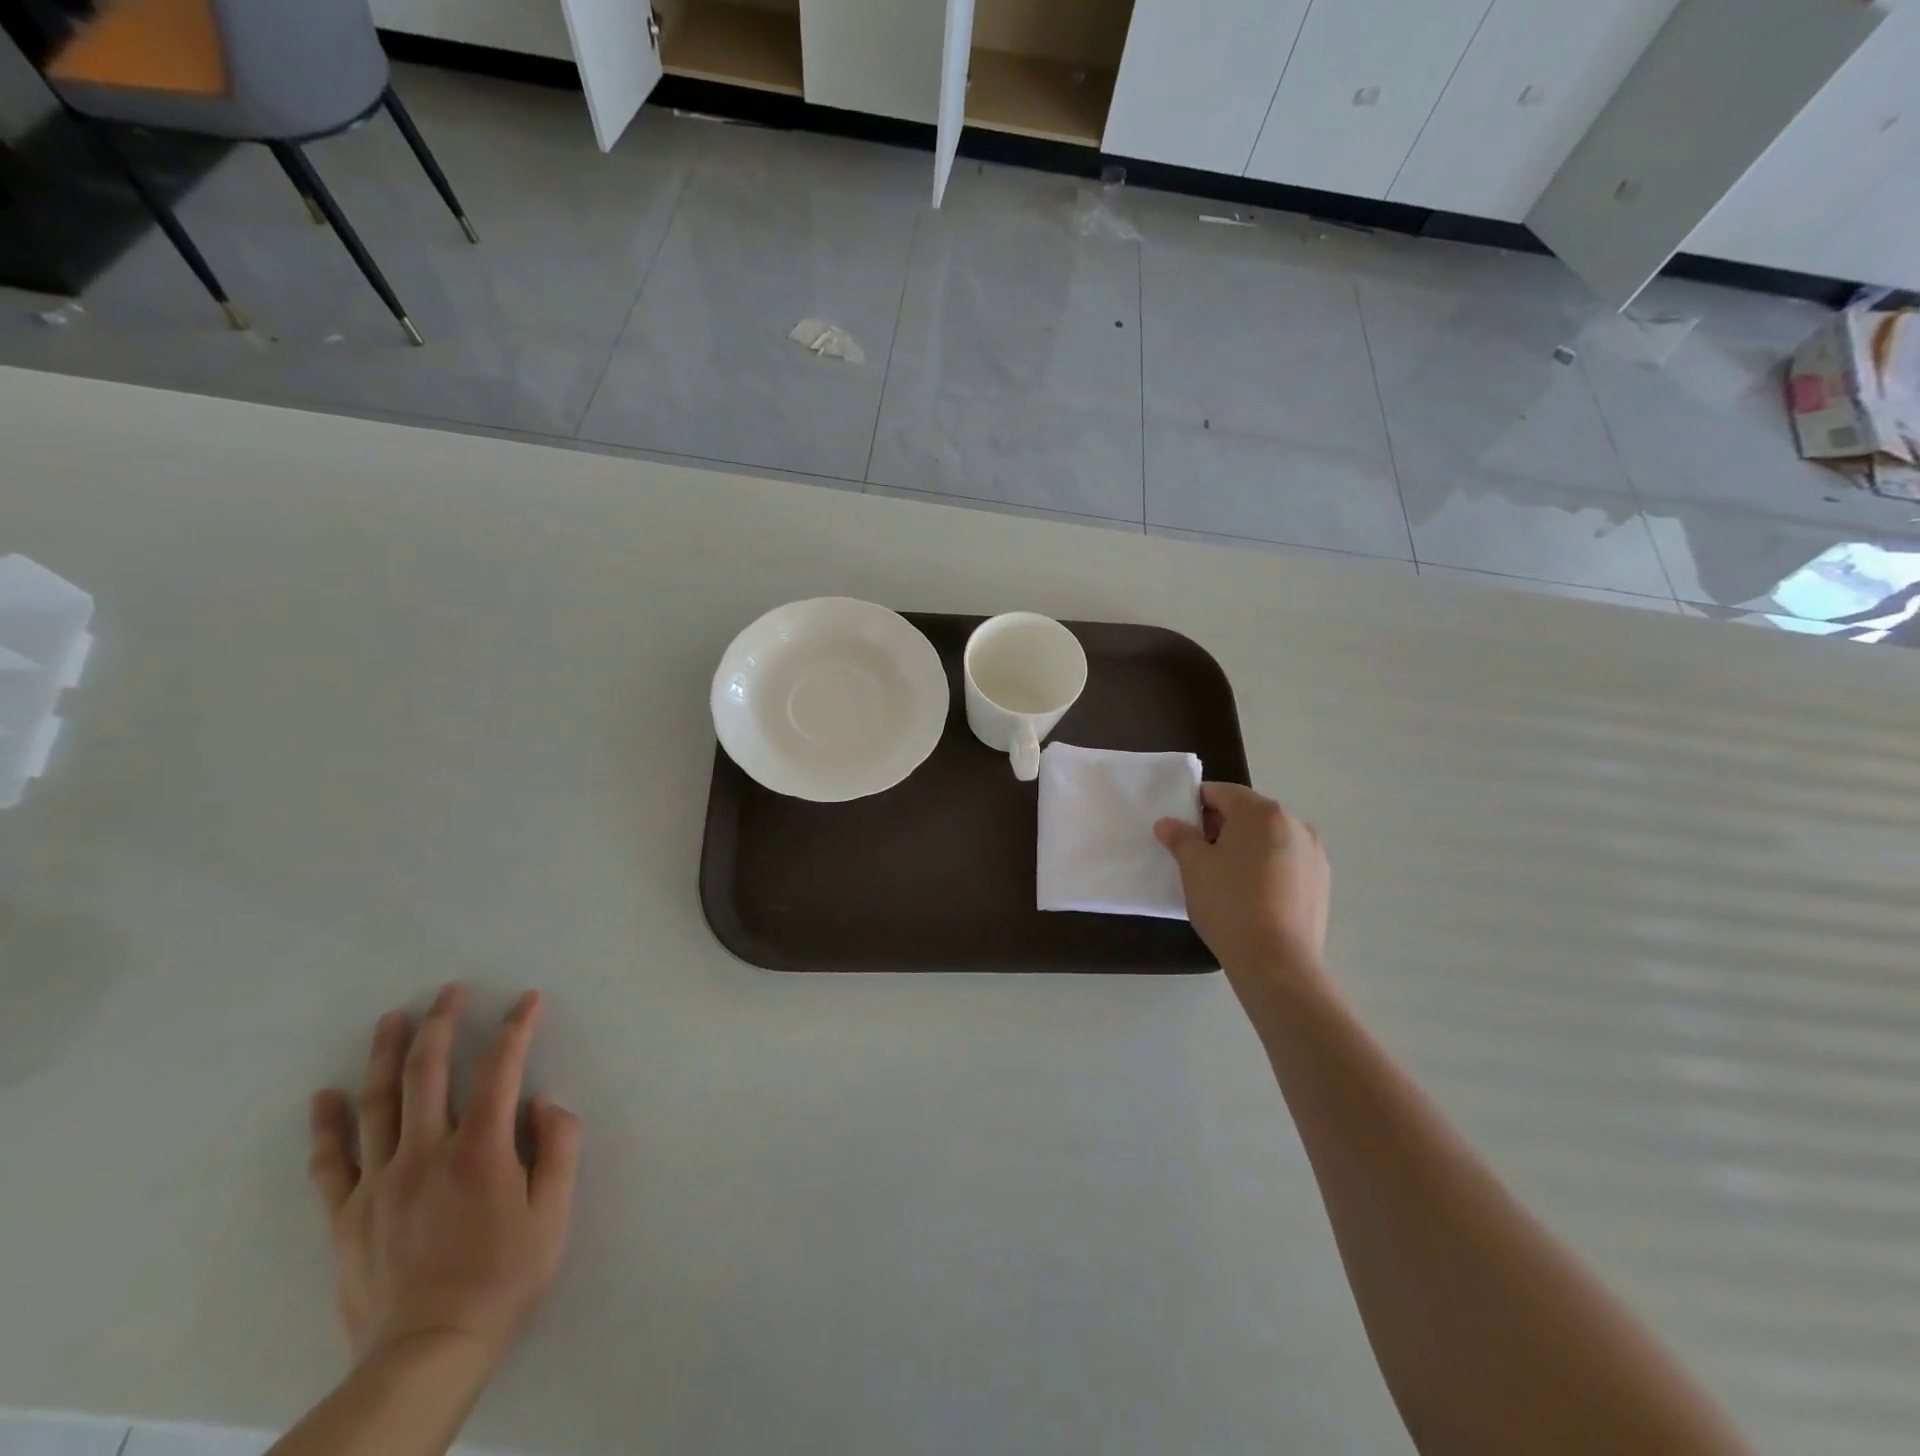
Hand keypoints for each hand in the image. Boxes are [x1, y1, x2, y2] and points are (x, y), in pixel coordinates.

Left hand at [307, 985, 581, 1376]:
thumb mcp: (554, 1212)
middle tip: (449, 989)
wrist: (428, 1352)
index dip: (517, 1027)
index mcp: (480, 1149)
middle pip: (430, 1072)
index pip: (501, 1068)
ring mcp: (379, 1182)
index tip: (528, 999)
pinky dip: (326, 1125)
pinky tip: (325, 1095)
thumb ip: (558, 1147)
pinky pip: (331, 1161)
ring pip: (379, 1102)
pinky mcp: (346, 1215)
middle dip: (442, 1022)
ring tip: (393, 1018)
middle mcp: (426, 1152)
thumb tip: (543, 1102)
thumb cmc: (504, 1276)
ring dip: (387, 1054)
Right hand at [1155, 783, 1330, 997]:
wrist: (1277, 963)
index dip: (1195, 805)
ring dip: (1245, 847)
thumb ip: (1180, 837)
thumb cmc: (1229, 904)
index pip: (1221, 793)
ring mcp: (1313, 853)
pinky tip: (1251, 894)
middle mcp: (1294, 823)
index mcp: (1262, 813)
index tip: (1180, 828)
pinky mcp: (1322, 881)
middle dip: (1220, 826)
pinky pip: (1286, 861)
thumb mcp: (1193, 867)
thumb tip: (1168, 823)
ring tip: (1224, 877)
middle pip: (1248, 813)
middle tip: (1197, 854)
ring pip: (1268, 838)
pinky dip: (1266, 866)